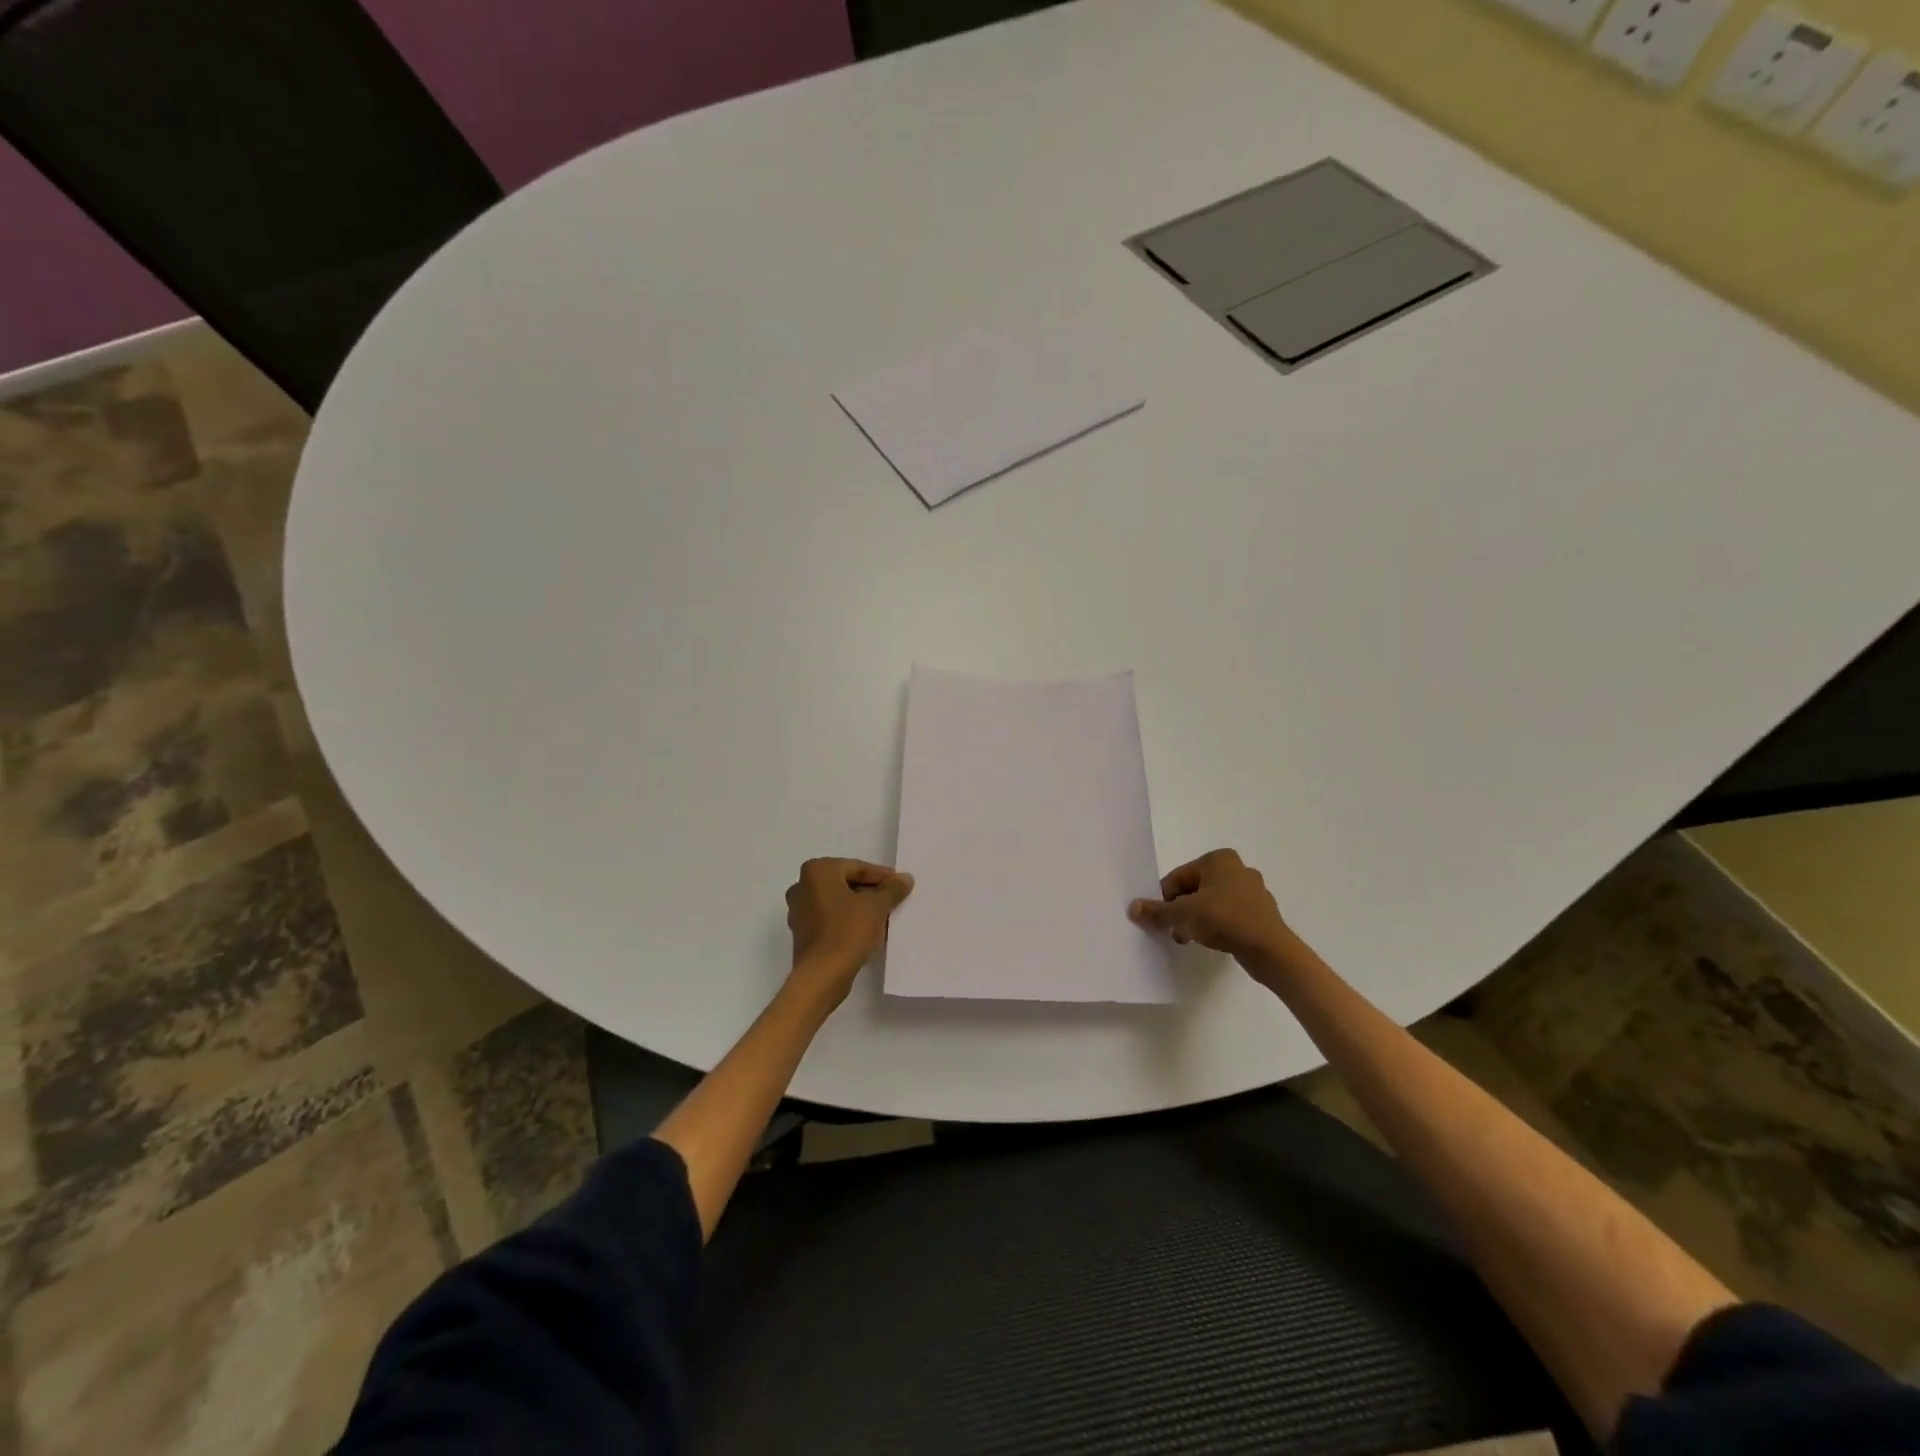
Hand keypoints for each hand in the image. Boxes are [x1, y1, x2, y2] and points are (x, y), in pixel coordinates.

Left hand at [784, 857, 913, 1006]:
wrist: (822, 975)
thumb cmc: (848, 931)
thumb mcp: (876, 906)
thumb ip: (891, 889)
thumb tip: (905, 878)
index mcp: (817, 871)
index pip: (857, 868)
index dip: (881, 877)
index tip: (900, 885)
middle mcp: (802, 886)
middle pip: (845, 883)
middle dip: (870, 892)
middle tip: (893, 901)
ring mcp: (799, 912)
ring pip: (838, 903)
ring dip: (860, 908)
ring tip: (884, 918)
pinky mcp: (802, 934)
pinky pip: (830, 920)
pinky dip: (848, 922)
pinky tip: (868, 932)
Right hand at [1128, 849, 1291, 967]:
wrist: (1270, 950)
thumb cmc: (1224, 919)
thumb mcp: (1183, 914)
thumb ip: (1157, 911)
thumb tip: (1132, 908)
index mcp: (1218, 859)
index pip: (1178, 877)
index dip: (1164, 899)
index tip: (1159, 919)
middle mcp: (1238, 868)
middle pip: (1195, 889)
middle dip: (1181, 909)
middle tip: (1173, 930)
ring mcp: (1253, 891)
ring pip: (1212, 903)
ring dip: (1197, 919)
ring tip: (1189, 939)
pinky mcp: (1261, 912)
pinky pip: (1229, 915)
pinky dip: (1217, 925)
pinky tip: (1211, 941)